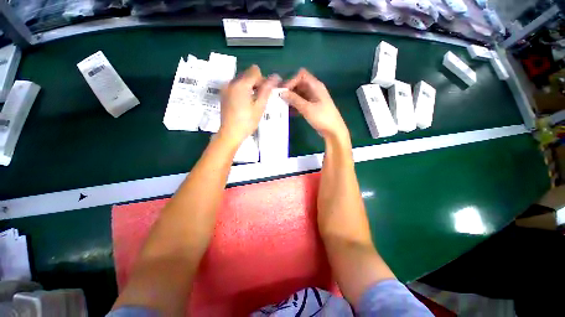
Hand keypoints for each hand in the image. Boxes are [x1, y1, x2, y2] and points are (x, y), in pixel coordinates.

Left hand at [219, 65, 279, 145]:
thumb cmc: (247, 121)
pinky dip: (243, 91)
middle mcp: (231, 82)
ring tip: (253, 102)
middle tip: (261, 98)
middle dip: (256, 83)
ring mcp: (226, 88)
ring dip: (250, 87)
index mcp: (241, 84)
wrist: (230, 133)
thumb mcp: (260, 106)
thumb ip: (266, 90)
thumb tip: (275, 77)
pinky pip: (236, 86)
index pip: (255, 71)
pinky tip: (245, 103)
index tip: (265, 92)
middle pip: (247, 74)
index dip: (263, 80)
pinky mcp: (224, 94)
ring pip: (242, 80)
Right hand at [281, 68, 348, 140]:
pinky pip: (301, 102)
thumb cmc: (322, 118)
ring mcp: (313, 98)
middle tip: (280, 98)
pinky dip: (295, 105)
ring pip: (299, 94)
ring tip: (282, 106)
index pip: (301, 75)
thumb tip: (282, 92)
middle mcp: (314, 90)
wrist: (333, 131)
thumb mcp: (307, 108)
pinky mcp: (312, 107)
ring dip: (291, 98)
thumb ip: (294, 99)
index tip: (283, 91)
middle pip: (299, 84)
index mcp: (315, 86)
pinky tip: (289, 112)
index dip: (291, 81)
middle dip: (289, 90)